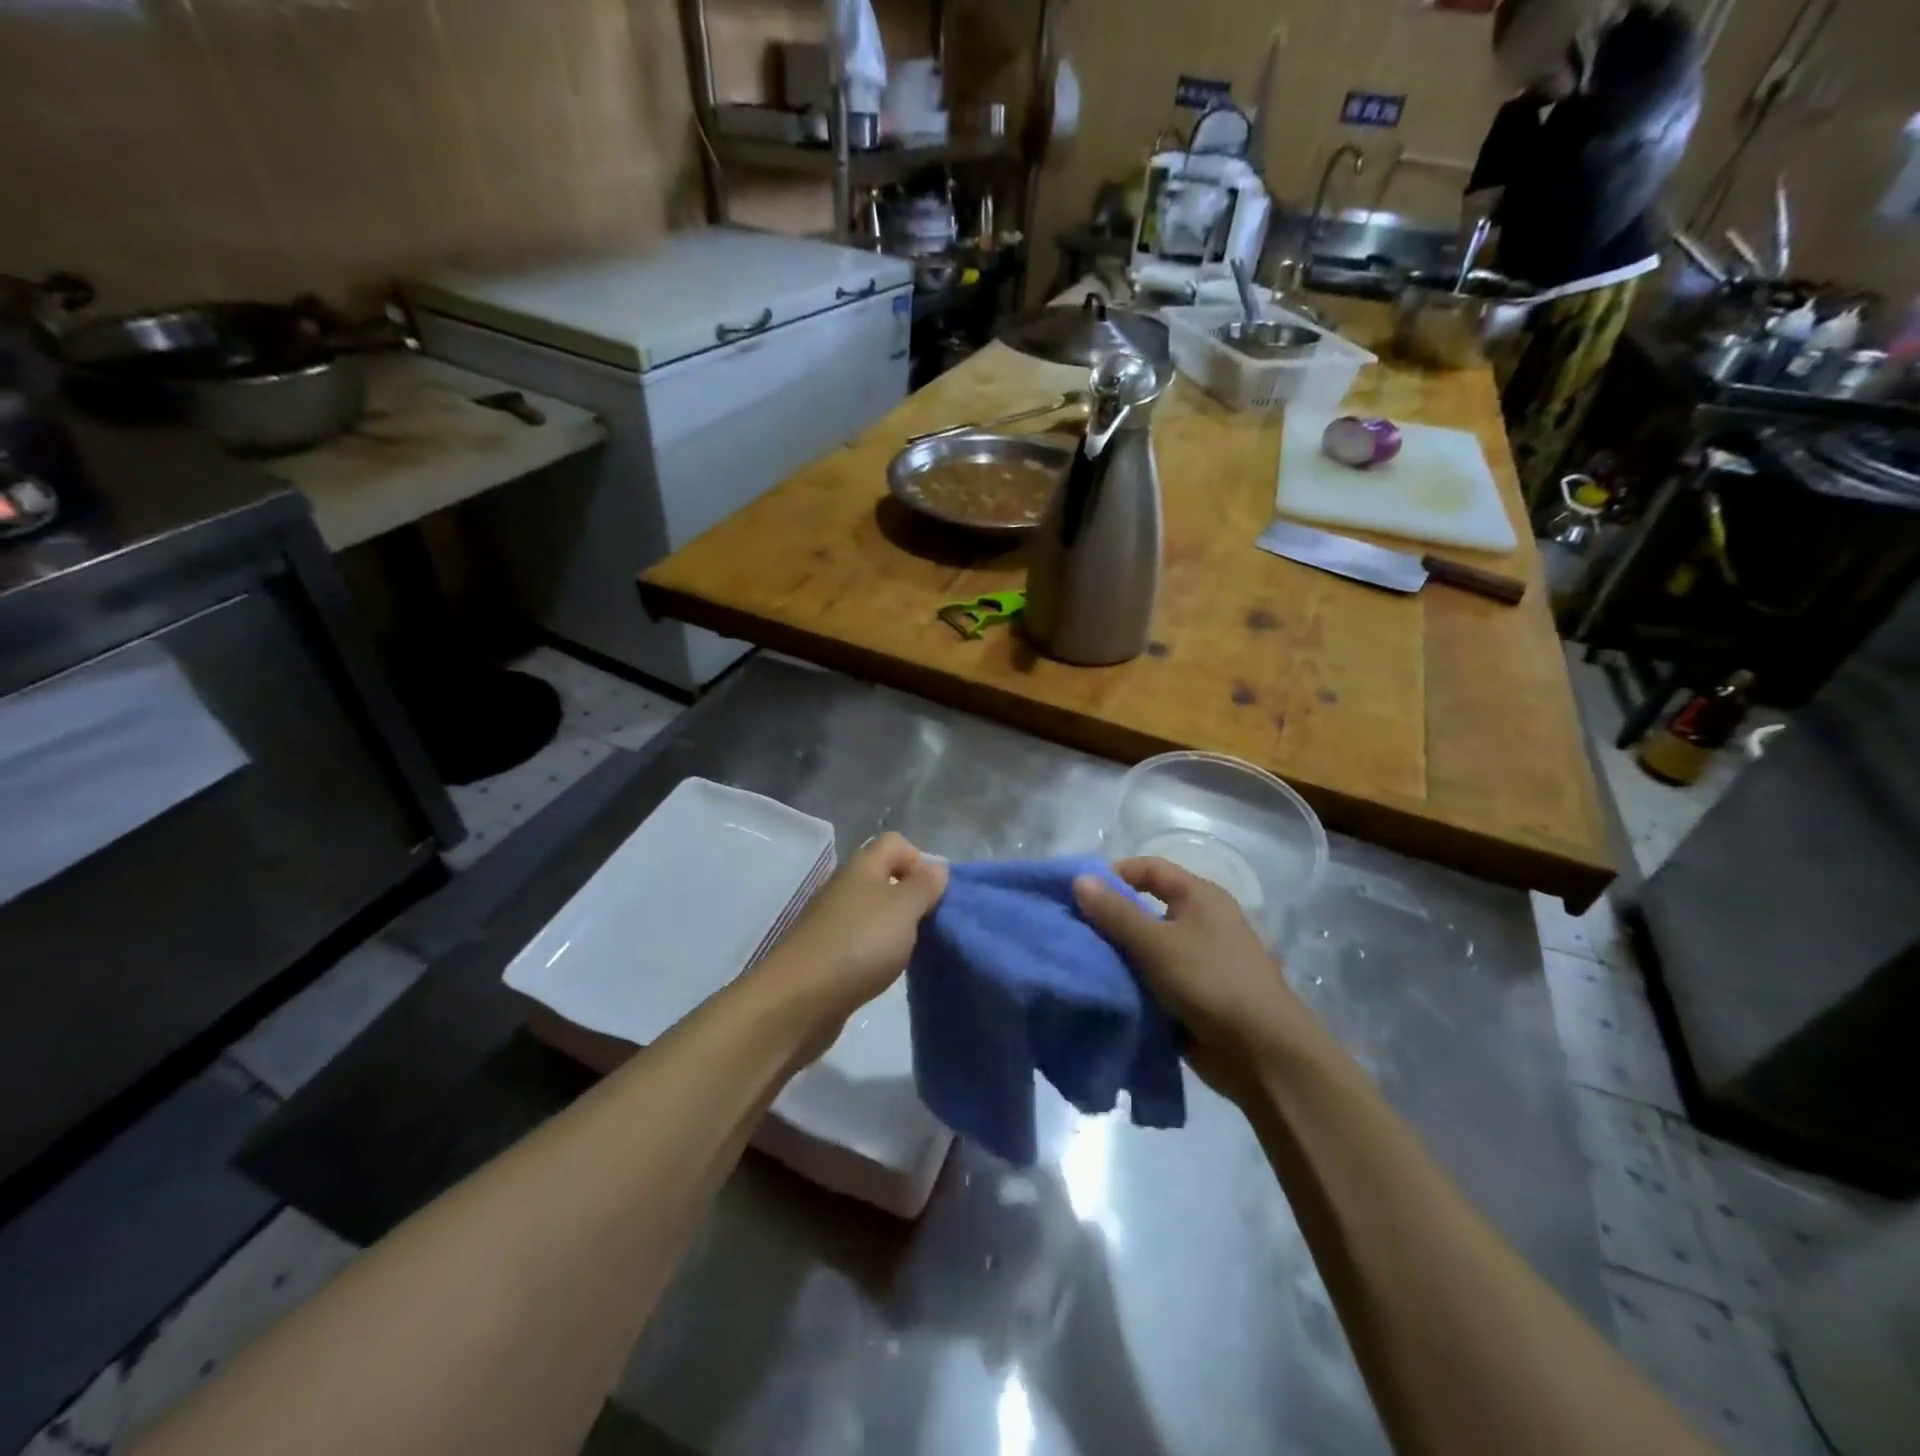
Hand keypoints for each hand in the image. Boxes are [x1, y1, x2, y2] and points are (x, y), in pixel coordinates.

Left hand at [751, 832, 947, 1051]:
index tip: (932, 896)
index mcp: (862, 867)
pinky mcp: (825, 953)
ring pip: (873, 912)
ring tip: (908, 954)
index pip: (895, 843)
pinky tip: (882, 972)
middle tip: (927, 927)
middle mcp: (845, 887)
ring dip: (895, 929)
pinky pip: (860, 941)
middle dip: (911, 898)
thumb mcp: (904, 909)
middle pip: (885, 877)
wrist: (798, 1000)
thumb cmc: (859, 945)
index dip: (920, 861)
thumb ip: (924, 886)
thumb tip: (937, 868)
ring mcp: (831, 920)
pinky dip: (876, 952)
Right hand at [1073, 857, 1323, 1098]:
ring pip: (1147, 947)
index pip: (1149, 868)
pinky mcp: (1194, 994)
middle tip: (1074, 932)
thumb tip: (1079, 879)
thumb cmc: (1211, 982)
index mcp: (1200, 897)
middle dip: (1110, 920)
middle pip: (1146, 908)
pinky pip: (1154, 979)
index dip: (1114, 875)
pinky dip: (1133, 983)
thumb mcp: (1157, 944)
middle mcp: (1201, 921)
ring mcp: (1199, 960)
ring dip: (1119, 955)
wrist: (1263, 1054)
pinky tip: (1106, 990)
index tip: (1079, 896)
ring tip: (1082, 963)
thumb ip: (1116, 913)